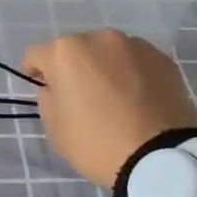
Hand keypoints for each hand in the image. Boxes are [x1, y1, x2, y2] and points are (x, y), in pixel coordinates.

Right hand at [22, 30, 196, 188]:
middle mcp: (99, 39)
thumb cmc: (97, 143)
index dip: (34, 71)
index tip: (42, 88)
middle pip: (75, 49)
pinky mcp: (162, 58)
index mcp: (66, 53)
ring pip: (108, 52)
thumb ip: (48, 98)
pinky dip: (131, 73)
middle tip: (81, 95)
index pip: (37, 54)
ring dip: (104, 67)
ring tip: (114, 96)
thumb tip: (57, 87)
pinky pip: (136, 61)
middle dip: (73, 67)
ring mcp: (134, 46)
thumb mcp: (55, 128)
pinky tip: (138, 98)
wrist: (160, 158)